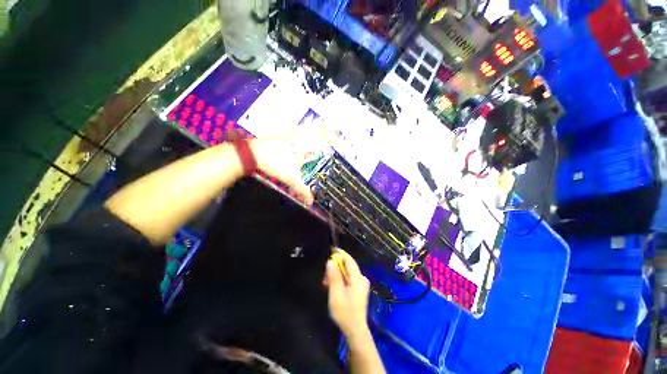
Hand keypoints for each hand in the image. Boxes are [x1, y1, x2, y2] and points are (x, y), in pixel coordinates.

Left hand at [249, 123, 334, 205]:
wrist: (253, 153)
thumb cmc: (274, 164)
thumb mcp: (291, 178)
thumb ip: (302, 190)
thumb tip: (311, 202)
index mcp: (305, 147)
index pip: (322, 141)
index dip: (332, 140)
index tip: (340, 138)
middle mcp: (300, 138)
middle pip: (317, 131)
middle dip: (328, 130)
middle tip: (336, 128)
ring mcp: (292, 134)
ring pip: (309, 128)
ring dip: (318, 127)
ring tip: (326, 124)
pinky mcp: (284, 134)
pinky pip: (299, 128)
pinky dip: (306, 127)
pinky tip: (305, 127)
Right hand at [325, 249, 370, 338]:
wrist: (355, 331)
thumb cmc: (345, 312)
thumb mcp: (336, 293)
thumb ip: (333, 276)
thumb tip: (330, 261)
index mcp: (358, 278)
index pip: (349, 260)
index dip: (340, 253)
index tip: (331, 249)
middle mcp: (362, 278)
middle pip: (348, 266)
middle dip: (336, 266)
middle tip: (324, 273)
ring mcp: (361, 285)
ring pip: (347, 273)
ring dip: (336, 274)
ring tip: (325, 282)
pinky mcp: (359, 290)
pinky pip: (348, 279)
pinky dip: (340, 280)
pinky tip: (332, 286)